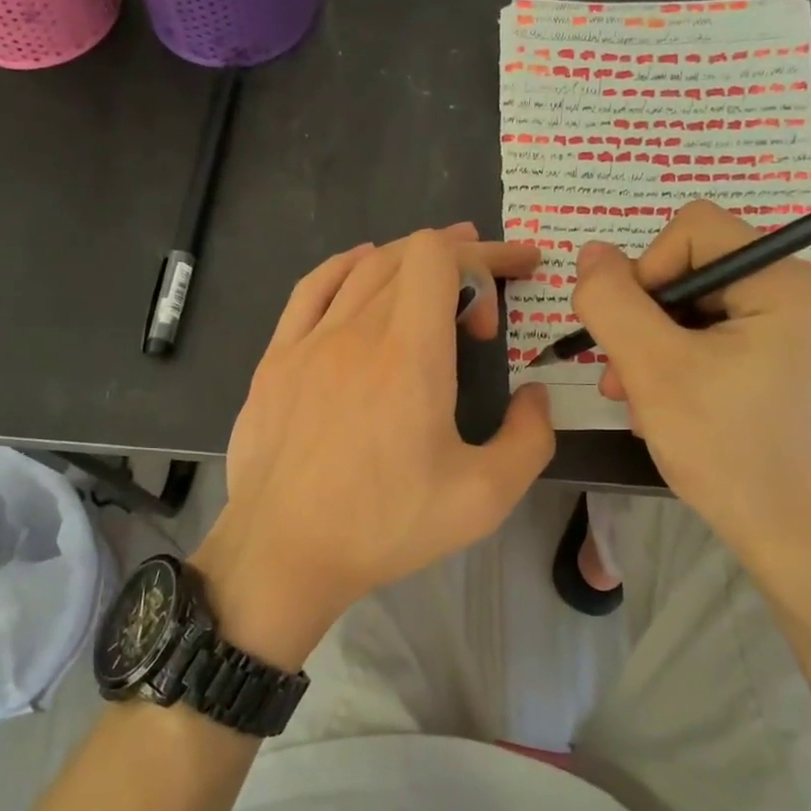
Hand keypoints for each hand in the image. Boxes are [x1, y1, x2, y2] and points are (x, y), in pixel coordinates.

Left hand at [198, 224, 554, 666]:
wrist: (282, 553)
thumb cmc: (385, 526)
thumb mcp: (484, 498)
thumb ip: (529, 438)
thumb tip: (534, 396)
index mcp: (409, 355)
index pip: (440, 258)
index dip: (484, 257)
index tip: (510, 292)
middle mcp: (357, 331)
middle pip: (408, 256)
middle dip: (461, 262)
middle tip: (488, 297)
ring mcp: (308, 341)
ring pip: (364, 269)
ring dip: (408, 260)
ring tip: (439, 273)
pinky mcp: (275, 359)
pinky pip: (311, 289)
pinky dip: (346, 266)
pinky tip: (361, 268)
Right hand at [569, 200, 810, 562]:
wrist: (788, 536)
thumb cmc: (723, 449)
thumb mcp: (651, 369)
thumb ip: (611, 301)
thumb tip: (591, 252)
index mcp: (793, 285)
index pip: (696, 229)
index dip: (646, 270)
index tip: (630, 332)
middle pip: (699, 269)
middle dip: (648, 319)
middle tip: (620, 374)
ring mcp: (808, 330)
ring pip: (704, 305)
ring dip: (657, 344)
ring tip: (632, 394)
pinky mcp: (796, 360)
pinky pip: (724, 334)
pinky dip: (685, 359)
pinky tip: (664, 402)